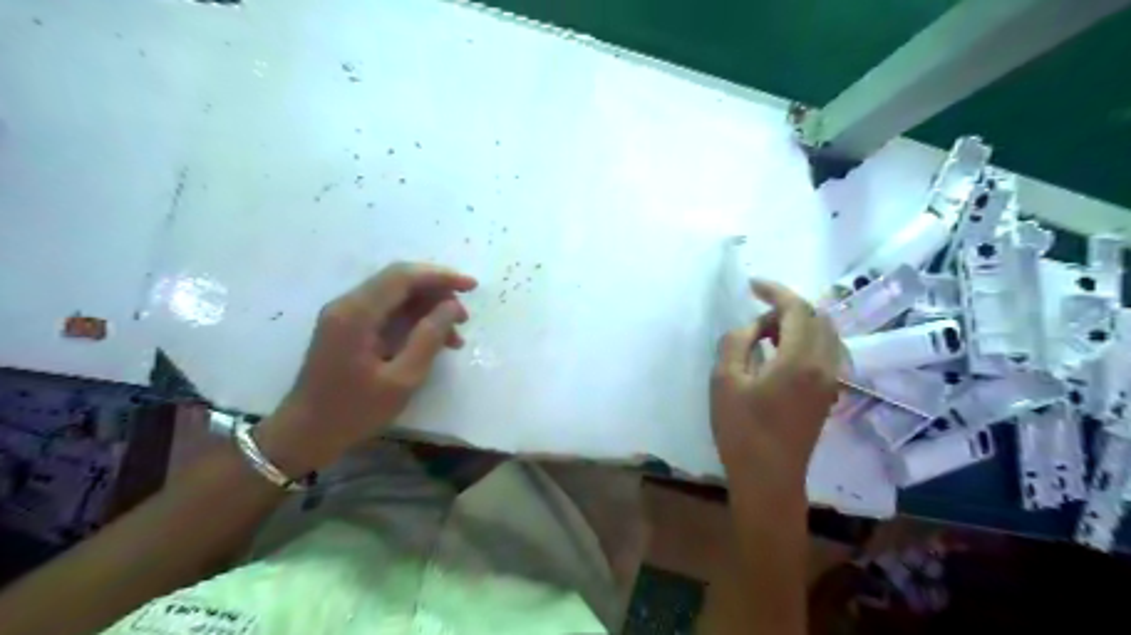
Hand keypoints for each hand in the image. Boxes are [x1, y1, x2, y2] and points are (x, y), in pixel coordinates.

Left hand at [256, 260, 475, 472]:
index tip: (472, 287)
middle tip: (464, 318)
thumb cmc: (354, 411)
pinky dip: (413, 320)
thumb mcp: (402, 379)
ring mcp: (345, 315)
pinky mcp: (348, 327)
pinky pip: (387, 311)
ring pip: (396, 296)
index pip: (403, 277)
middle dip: (437, 293)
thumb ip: (429, 338)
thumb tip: (452, 307)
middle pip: (399, 281)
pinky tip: (433, 341)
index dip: (441, 277)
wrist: (306, 434)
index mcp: (356, 314)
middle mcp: (348, 304)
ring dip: (428, 309)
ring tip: (454, 336)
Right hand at [710, 279, 841, 482]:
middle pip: (816, 317)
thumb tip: (753, 328)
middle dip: (786, 308)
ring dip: (797, 324)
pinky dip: (805, 340)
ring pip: (824, 334)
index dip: (775, 291)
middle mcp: (825, 365)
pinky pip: (825, 352)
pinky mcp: (828, 394)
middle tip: (755, 319)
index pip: (797, 308)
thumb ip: (736, 342)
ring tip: (764, 336)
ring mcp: (831, 380)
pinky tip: (779, 355)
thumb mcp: (724, 380)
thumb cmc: (741, 429)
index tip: (752, 285)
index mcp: (800, 359)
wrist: (769, 478)